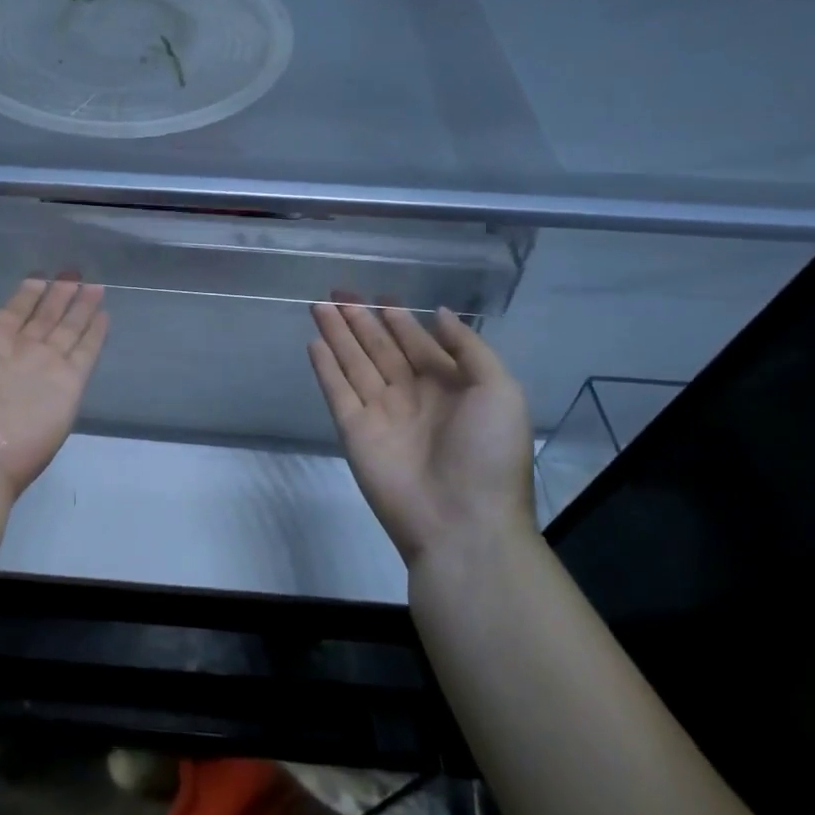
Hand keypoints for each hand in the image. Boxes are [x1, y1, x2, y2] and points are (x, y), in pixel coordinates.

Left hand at [0, 277, 109, 500]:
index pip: (15, 311)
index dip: (29, 293)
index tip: (42, 275)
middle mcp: (19, 353)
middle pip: (46, 318)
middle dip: (60, 296)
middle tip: (75, 273)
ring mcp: (46, 370)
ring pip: (69, 331)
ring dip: (81, 309)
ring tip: (96, 286)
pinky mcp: (69, 386)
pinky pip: (86, 354)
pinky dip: (95, 335)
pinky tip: (105, 315)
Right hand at [308, 296, 533, 566]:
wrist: (461, 522)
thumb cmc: (488, 453)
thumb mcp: (500, 391)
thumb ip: (469, 348)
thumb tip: (438, 313)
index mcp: (449, 387)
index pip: (417, 343)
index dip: (398, 319)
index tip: (379, 296)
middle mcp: (411, 395)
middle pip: (380, 348)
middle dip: (360, 320)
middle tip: (338, 292)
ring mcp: (380, 413)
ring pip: (354, 362)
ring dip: (338, 335)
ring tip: (319, 306)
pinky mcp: (354, 430)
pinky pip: (337, 391)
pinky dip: (325, 367)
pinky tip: (314, 343)